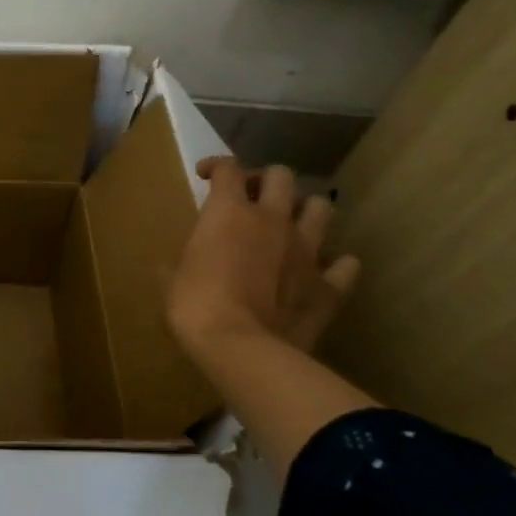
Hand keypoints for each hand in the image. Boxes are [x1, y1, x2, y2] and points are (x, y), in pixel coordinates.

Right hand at [166, 158, 360, 360]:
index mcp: (228, 212)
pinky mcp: (329, 286)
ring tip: (290, 224)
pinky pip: (345, 265)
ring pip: (321, 208)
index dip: (216, 166)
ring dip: (305, 210)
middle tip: (251, 197)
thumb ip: (181, 261)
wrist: (242, 349)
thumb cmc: (194, 306)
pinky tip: (322, 271)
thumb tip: (176, 266)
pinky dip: (335, 264)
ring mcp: (306, 251)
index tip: (205, 176)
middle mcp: (272, 220)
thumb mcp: (171, 279)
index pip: (228, 168)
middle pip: (281, 175)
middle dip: (265, 180)